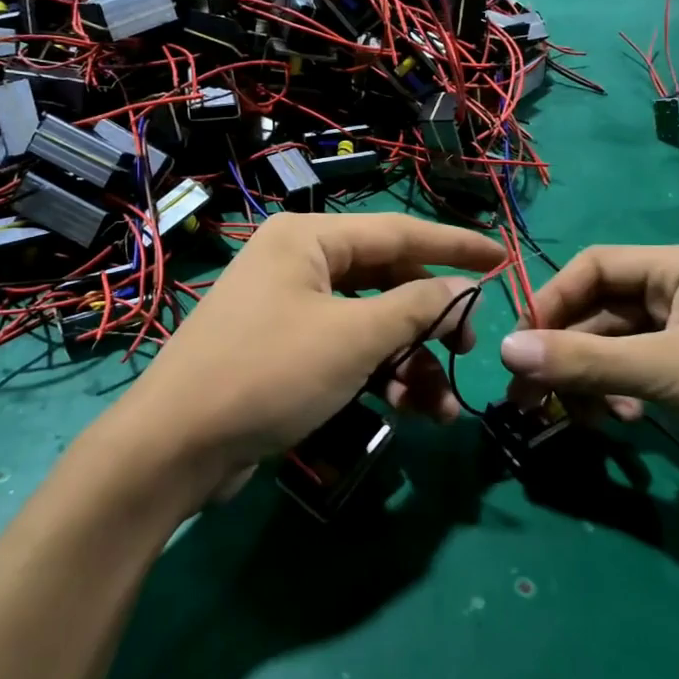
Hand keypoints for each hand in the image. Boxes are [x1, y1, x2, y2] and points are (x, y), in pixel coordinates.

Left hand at [124, 213, 506, 503]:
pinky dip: (379, 376)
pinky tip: (411, 411)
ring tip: (441, 407)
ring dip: (410, 361)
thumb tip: (463, 288)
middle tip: (467, 348)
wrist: (177, 446)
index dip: (454, 246)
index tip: (502, 258)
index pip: (397, 232)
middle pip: (385, 281)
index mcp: (308, 239)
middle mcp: (298, 264)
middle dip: (430, 320)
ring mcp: (289, 310)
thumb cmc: (270, 373)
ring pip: (369, 324)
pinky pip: (346, 352)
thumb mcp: (353, 338)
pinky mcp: (285, 352)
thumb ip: (415, 307)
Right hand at [498, 246, 678, 514]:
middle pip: (600, 310)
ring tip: (571, 416)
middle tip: (526, 394)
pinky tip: (621, 422)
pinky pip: (636, 376)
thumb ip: (586, 362)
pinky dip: (617, 395)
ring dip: (587, 378)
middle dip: (563, 350)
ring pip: (615, 347)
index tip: (521, 344)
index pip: (596, 266)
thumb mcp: (673, 374)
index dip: (552, 300)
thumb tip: (504, 349)